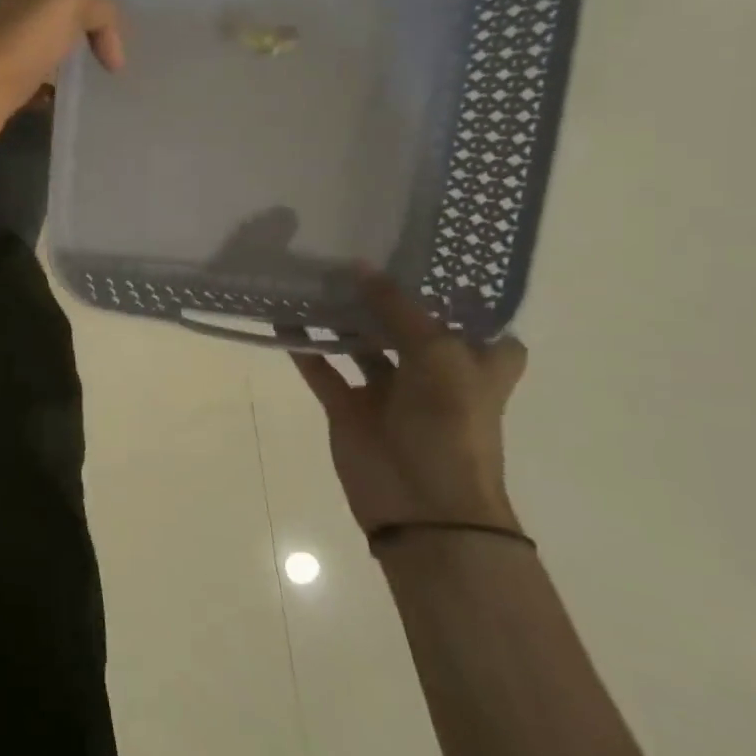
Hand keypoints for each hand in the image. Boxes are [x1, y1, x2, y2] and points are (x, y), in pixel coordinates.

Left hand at [0, 0, 124, 157]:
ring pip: (63, 36)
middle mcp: (24, 4)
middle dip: (101, 8)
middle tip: (137, 24)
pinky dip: (70, 82)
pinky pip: (52, 75)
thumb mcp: (69, 3)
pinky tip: (91, 92)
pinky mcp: (17, 78)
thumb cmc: (19, 43)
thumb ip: (102, 8)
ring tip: (123, 59)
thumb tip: (113, 47)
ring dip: (89, 46)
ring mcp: (19, 42)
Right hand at [291, 275, 528, 535]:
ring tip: (311, 277)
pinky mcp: (348, 408)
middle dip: (381, 295)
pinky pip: (322, 370)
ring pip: (360, 344)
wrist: (422, 503)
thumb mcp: (437, 354)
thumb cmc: (450, 424)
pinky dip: (303, 346)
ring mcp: (387, 391)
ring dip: (339, 316)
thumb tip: (360, 267)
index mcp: (474, 362)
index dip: (452, 291)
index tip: (423, 256)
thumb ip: (398, 309)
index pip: (472, 319)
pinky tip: (281, 317)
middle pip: (405, 325)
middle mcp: (433, 371)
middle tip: (348, 252)